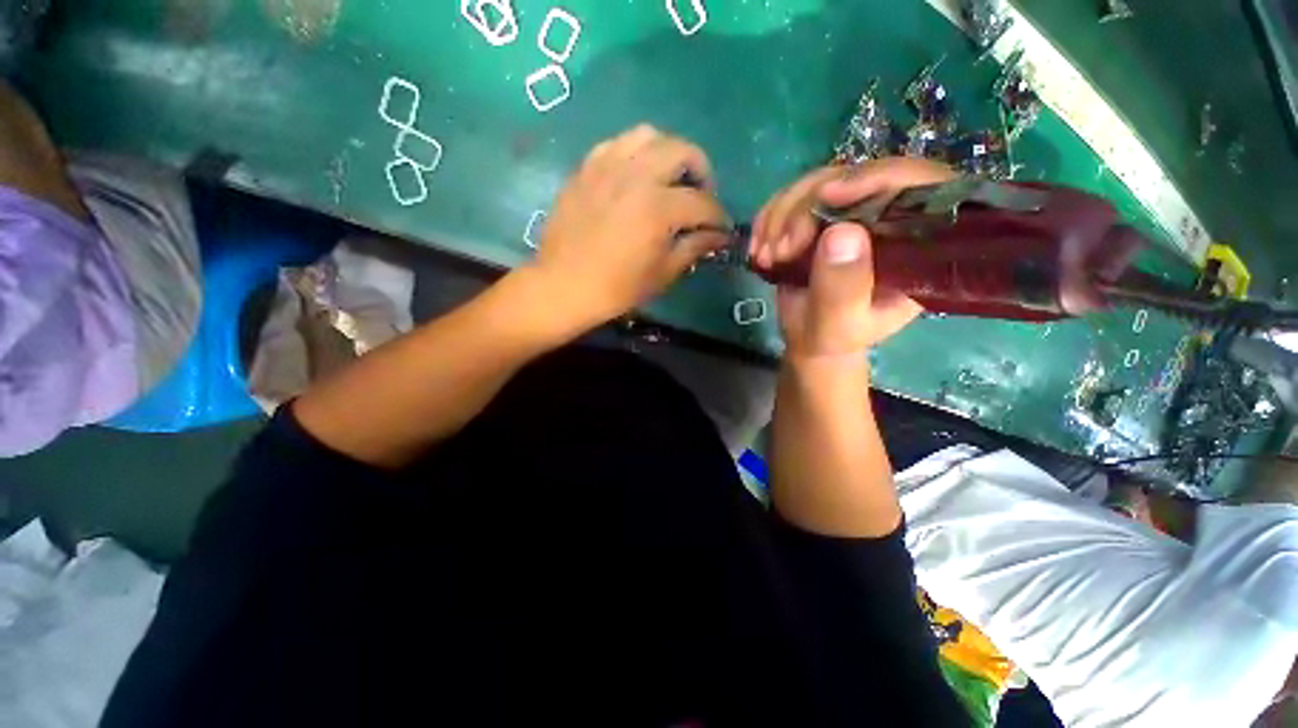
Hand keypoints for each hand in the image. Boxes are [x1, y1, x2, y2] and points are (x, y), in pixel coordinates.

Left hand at [529, 125, 729, 329]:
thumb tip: (720, 236)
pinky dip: (635, 153)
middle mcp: (636, 175)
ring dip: (669, 153)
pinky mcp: (586, 168)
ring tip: (669, 178)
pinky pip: (617, 144)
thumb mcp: (662, 274)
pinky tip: (635, 175)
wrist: (563, 285)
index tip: (722, 228)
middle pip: (682, 151)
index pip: (703, 202)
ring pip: (649, 135)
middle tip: (700, 195)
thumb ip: (694, 248)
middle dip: (702, 172)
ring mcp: (607, 166)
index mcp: (658, 207)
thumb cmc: (616, 288)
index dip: (718, 216)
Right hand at [750, 158, 956, 361]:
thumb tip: (842, 232)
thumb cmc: (831, 336)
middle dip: (806, 208)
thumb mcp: (838, 323)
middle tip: (779, 250)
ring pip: (819, 183)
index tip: (827, 196)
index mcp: (917, 245)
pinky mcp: (822, 214)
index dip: (877, 178)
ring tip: (765, 256)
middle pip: (857, 177)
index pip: (919, 187)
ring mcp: (854, 212)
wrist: (808, 337)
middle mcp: (890, 218)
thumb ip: (843, 288)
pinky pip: (794, 196)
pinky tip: (758, 246)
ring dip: (781, 216)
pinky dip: (769, 217)